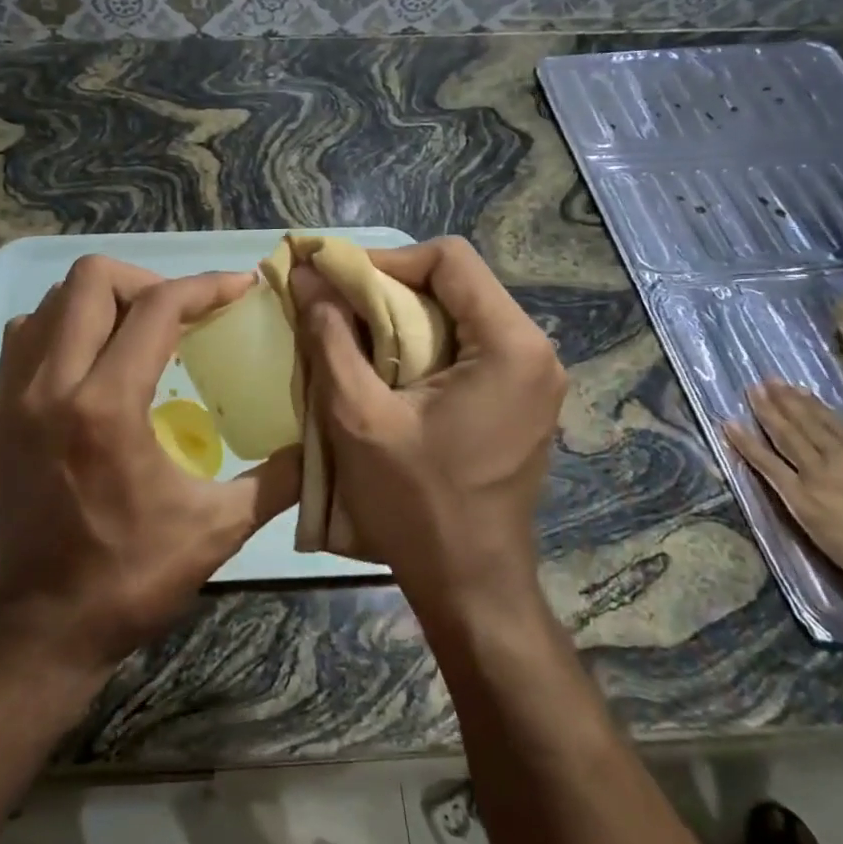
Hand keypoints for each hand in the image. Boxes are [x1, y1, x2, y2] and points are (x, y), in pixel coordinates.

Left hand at [0, 256, 299, 672]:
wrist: (46, 623)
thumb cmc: (133, 577)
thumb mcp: (219, 528)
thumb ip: (278, 478)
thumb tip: (319, 438)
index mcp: (106, 408)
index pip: (157, 308)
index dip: (205, 286)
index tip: (240, 287)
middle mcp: (51, 385)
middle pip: (92, 279)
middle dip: (148, 281)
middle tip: (181, 314)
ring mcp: (14, 395)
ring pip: (53, 300)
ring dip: (103, 301)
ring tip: (139, 331)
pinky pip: (26, 335)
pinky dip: (64, 328)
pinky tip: (94, 361)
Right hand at [293, 237, 566, 615]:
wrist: (469, 584)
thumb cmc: (414, 503)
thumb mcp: (358, 416)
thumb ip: (331, 338)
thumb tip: (306, 277)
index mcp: (510, 345)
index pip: (449, 259)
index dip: (386, 260)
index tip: (335, 283)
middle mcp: (536, 350)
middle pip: (457, 284)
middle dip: (390, 289)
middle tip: (336, 311)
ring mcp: (534, 378)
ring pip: (460, 314)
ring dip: (403, 319)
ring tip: (353, 339)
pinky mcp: (522, 400)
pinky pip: (469, 347)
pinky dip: (423, 346)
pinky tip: (387, 373)